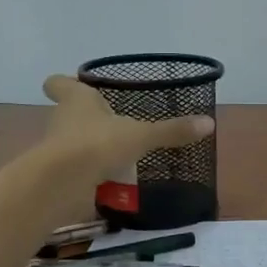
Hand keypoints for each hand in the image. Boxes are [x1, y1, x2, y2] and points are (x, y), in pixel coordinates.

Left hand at [40, 75, 213, 176]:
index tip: (74, 86)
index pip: (59, 83)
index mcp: (77, 100)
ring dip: (90, 147)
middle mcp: (62, 120)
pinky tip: (111, 182)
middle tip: (111, 124)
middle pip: (68, 114)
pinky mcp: (58, 175)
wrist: (63, 181)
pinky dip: (91, 174)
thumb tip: (209, 122)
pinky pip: (77, 170)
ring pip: (72, 142)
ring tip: (117, 156)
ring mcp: (57, 148)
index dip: (65, 84)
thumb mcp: (142, 136)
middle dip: (87, 119)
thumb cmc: (99, 143)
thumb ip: (172, 131)